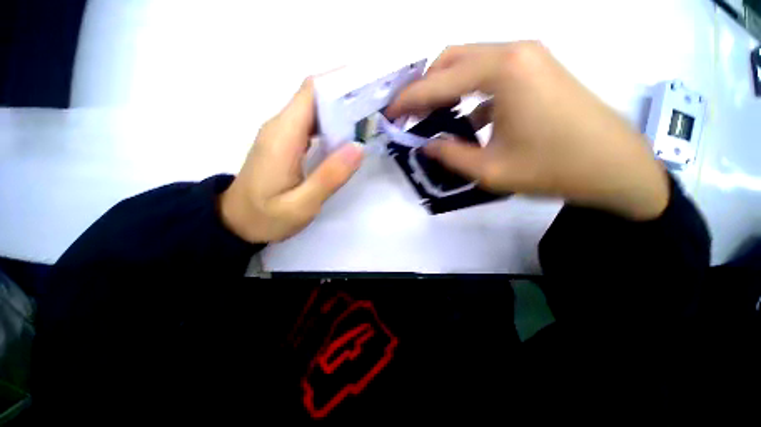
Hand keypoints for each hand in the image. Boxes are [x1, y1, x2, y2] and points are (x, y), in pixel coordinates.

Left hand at [220, 79, 362, 242]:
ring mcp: (281, 133)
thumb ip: (329, 177)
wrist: (235, 223)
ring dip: (341, 109)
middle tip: (376, 103)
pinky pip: (311, 123)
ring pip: (314, 109)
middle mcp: (280, 126)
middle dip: (347, 94)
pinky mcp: (285, 142)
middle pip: (315, 96)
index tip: (368, 85)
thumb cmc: (266, 217)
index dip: (340, 82)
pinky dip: (332, 123)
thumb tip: (358, 148)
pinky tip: (348, 135)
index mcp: (283, 135)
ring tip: (368, 116)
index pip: (311, 91)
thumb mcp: (301, 205)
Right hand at [387, 43, 668, 220]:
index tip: (389, 114)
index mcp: (501, 72)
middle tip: (409, 113)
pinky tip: (466, 118)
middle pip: (451, 60)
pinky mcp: (537, 68)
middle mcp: (513, 52)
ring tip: (431, 116)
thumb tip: (426, 145)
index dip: (408, 100)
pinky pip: (490, 73)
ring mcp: (528, 57)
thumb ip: (450, 155)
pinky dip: (469, 93)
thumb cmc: (551, 168)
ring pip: (470, 63)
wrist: (614, 166)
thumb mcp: (489, 170)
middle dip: (424, 87)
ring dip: (445, 88)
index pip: (438, 83)